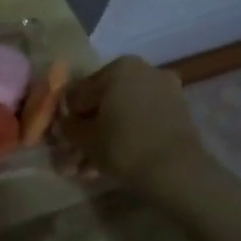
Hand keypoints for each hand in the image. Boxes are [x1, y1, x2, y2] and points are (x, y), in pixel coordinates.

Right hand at [58, 56, 214, 195]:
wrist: (178, 172)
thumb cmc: (124, 146)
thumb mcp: (85, 138)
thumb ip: (68, 127)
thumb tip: (63, 125)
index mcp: (119, 68)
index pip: (80, 93)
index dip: (67, 120)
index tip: (61, 142)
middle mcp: (143, 72)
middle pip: (103, 105)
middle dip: (86, 134)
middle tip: (73, 159)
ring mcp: (164, 92)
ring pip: (122, 117)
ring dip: (103, 141)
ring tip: (87, 171)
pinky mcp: (178, 115)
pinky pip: (142, 123)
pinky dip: (126, 140)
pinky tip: (108, 166)